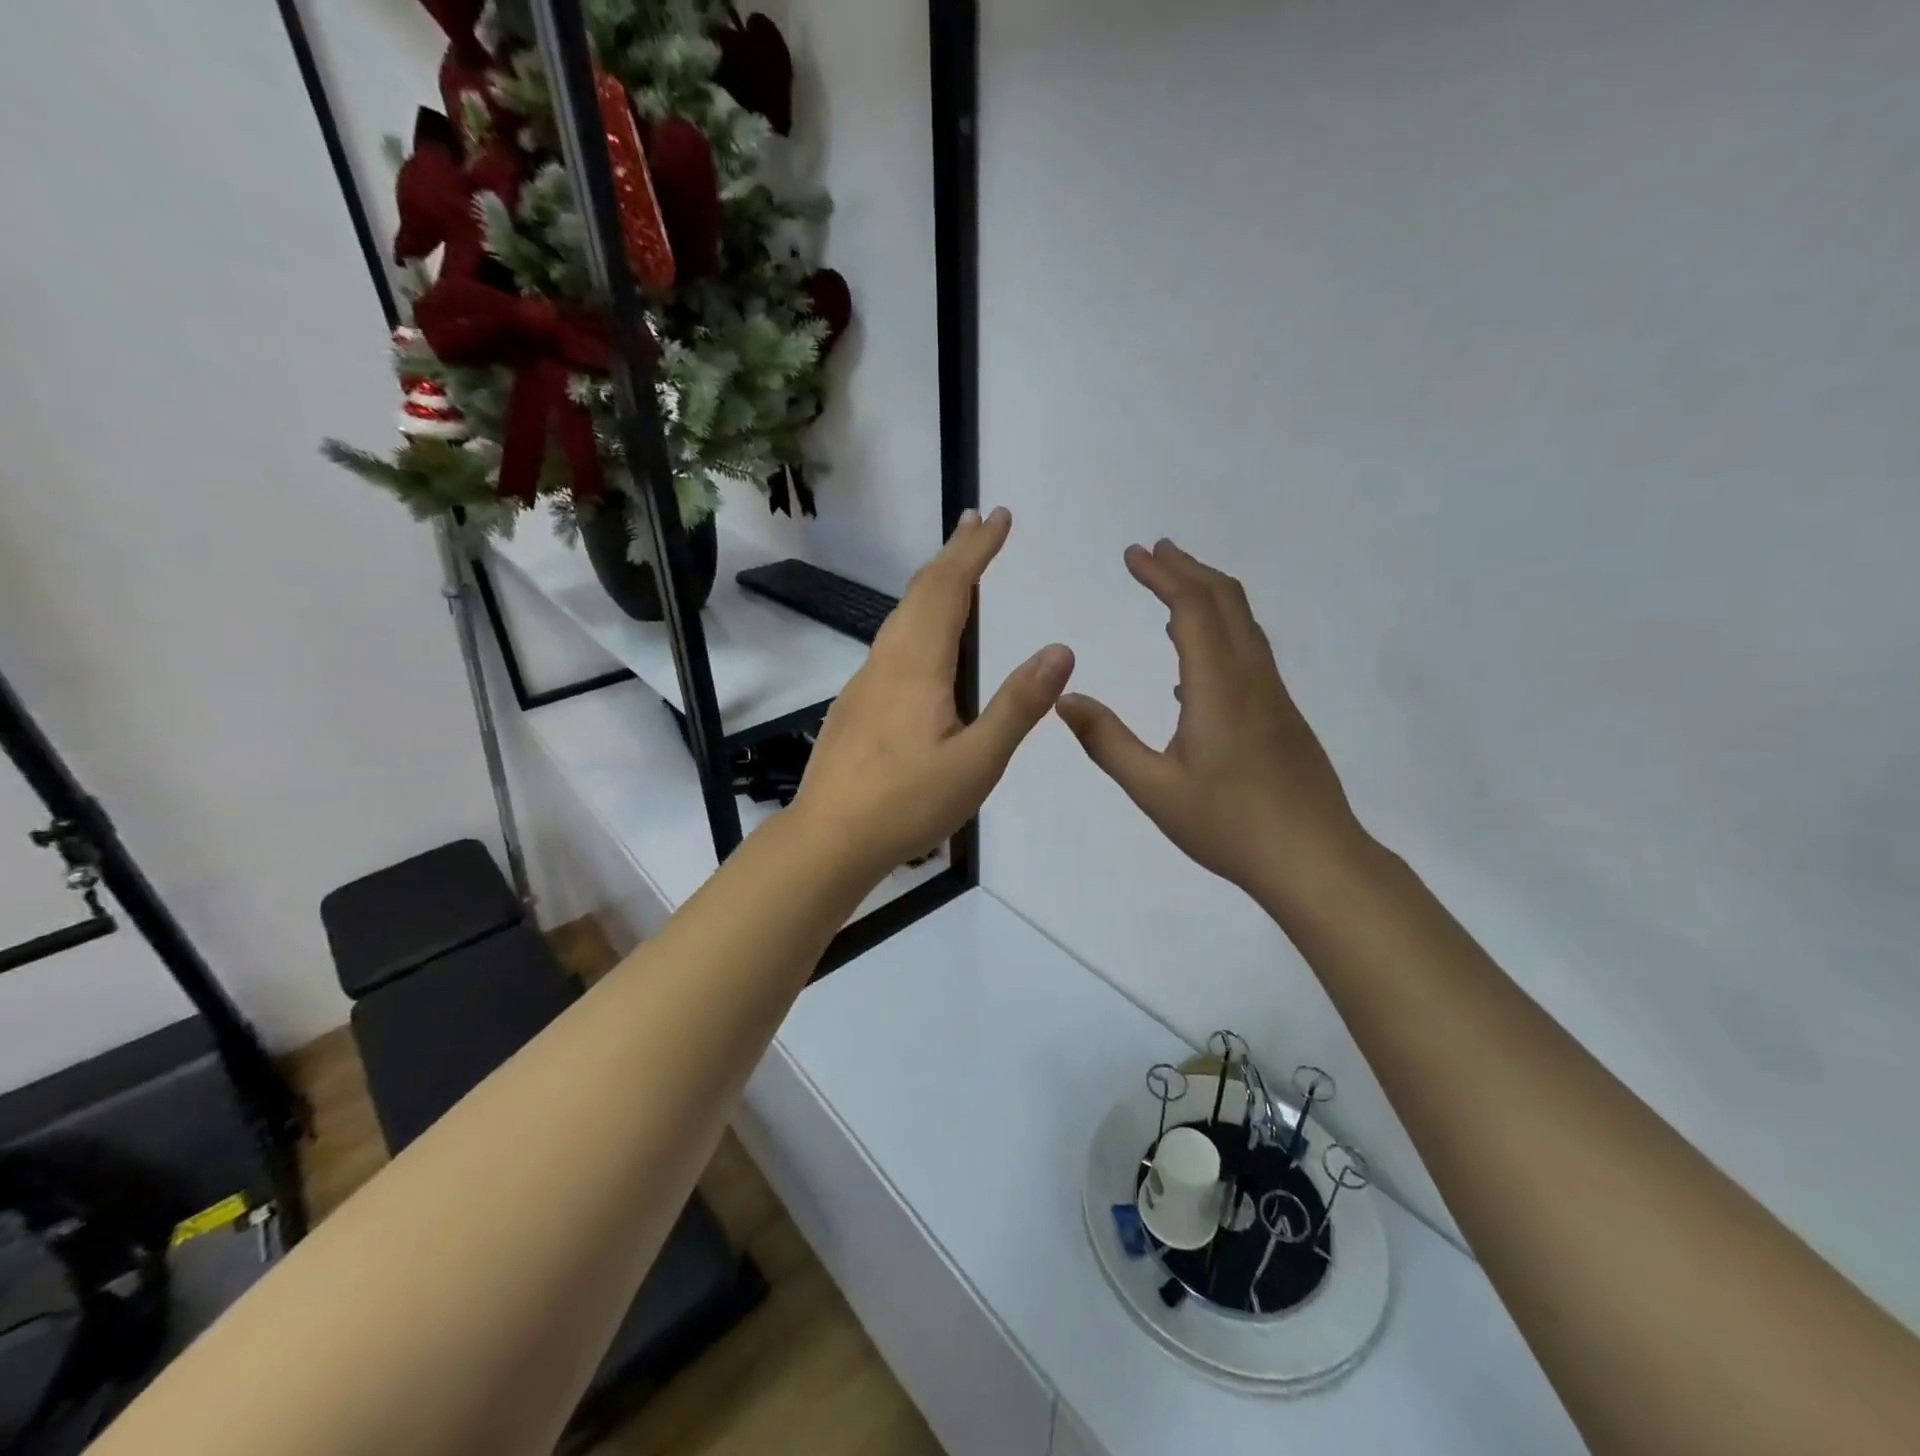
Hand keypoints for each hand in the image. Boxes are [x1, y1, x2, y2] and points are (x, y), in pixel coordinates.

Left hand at [794, 507, 1074, 876]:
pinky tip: (925, 641)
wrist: (829, 838)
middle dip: (954, 554)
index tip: (999, 517)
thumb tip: (1060, 649)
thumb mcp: (977, 762)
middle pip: (921, 592)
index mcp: (918, 665)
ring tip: (960, 570)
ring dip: (934, 584)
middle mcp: (887, 661)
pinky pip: (892, 642)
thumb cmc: (907, 803)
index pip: (949, 589)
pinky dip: (918, 617)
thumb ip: (1018, 705)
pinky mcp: (857, 705)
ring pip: (902, 616)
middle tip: (980, 524)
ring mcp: (866, 682)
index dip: (975, 550)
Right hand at [1055, 539, 1366, 906]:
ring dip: (1208, 596)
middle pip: (1226, 600)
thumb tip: (1065, 698)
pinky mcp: (1282, 715)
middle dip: (1187, 569)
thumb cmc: (1229, 825)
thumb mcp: (1154, 789)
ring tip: (1171, 592)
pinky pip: (1249, 652)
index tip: (1133, 554)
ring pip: (1244, 624)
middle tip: (1153, 553)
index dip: (1163, 574)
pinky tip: (1192, 666)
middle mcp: (1251, 677)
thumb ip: (1106, 741)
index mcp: (1219, 686)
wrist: (1314, 860)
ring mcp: (1273, 695)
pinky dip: (1220, 631)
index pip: (1193, 607)